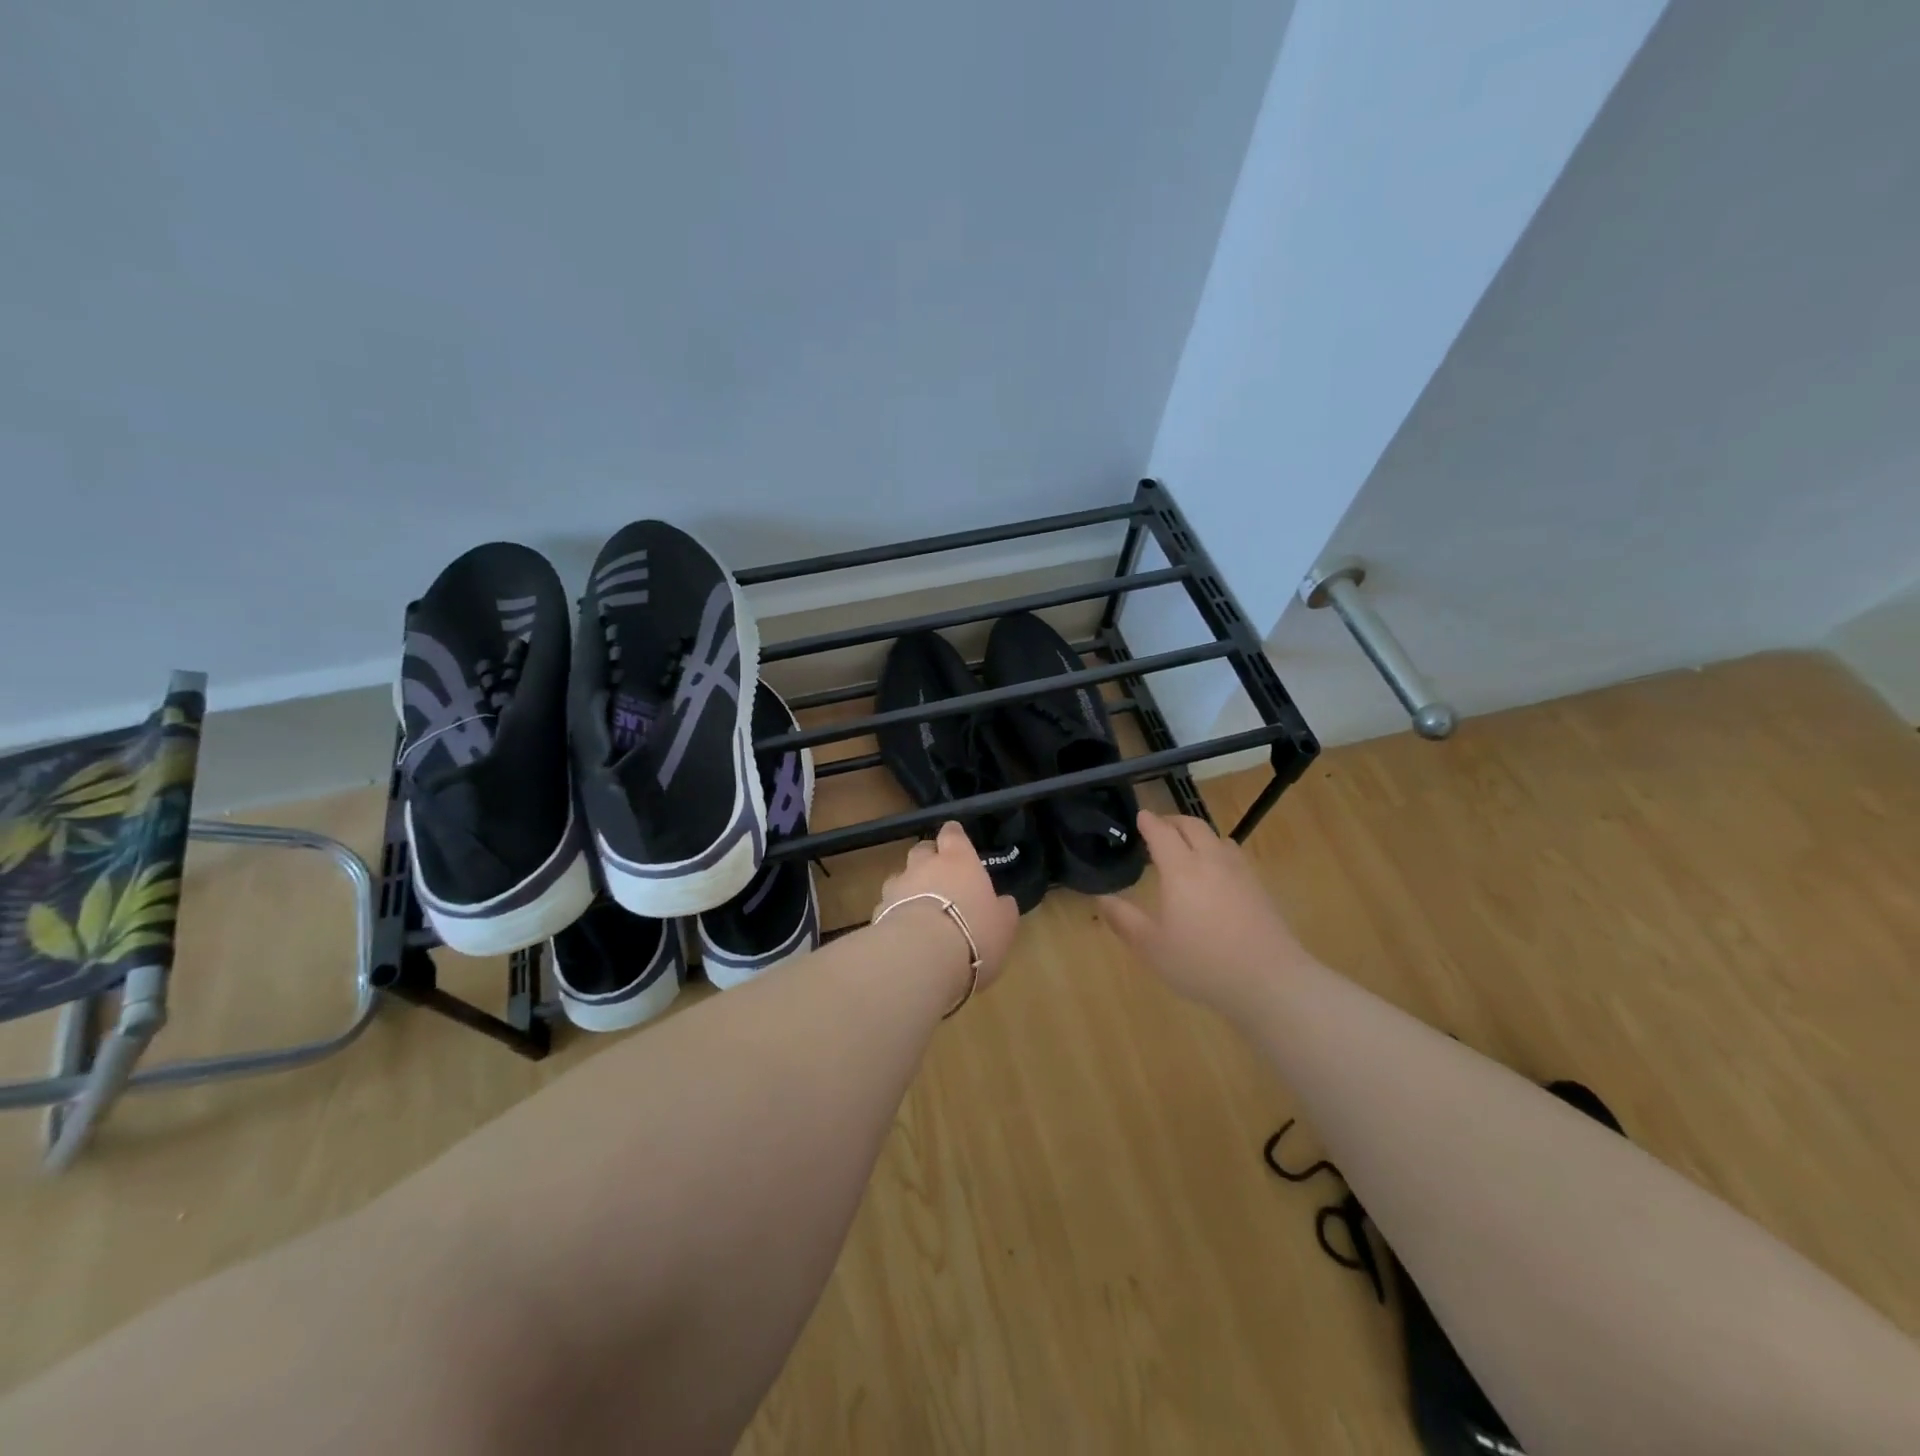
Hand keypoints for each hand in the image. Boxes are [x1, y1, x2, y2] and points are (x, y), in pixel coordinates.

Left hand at [875, 821, 1019, 991]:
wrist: (921, 956)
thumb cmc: (973, 932)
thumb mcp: (1003, 924)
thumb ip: (1002, 909)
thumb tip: (1003, 902)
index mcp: (958, 860)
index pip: (952, 833)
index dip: (953, 834)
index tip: (955, 838)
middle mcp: (924, 865)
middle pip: (922, 849)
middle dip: (928, 858)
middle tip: (938, 875)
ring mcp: (898, 886)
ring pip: (900, 876)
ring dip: (908, 886)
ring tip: (919, 907)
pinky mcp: (877, 911)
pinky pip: (887, 905)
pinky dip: (895, 912)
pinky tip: (903, 931)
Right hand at [1100, 811, 1311, 1015]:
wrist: (1268, 980)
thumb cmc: (1202, 962)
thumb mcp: (1151, 947)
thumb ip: (1124, 920)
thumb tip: (1102, 898)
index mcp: (1181, 870)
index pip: (1162, 833)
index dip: (1149, 822)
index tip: (1140, 816)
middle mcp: (1211, 861)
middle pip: (1192, 826)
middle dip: (1173, 821)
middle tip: (1159, 827)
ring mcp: (1240, 872)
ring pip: (1217, 838)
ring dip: (1198, 835)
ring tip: (1188, 848)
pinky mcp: (1259, 887)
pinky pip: (1234, 856)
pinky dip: (1218, 852)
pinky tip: (1216, 874)